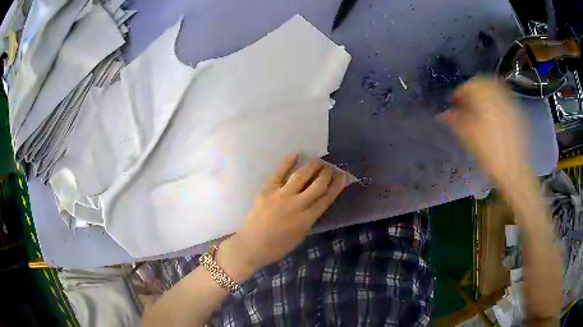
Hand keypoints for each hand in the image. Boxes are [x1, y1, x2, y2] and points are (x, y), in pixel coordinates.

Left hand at [224, 155, 347, 273]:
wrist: (251, 245)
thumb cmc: (276, 246)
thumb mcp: (299, 236)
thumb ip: (309, 219)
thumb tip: (315, 204)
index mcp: (306, 219)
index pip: (326, 199)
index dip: (336, 186)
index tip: (343, 176)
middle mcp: (297, 204)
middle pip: (317, 185)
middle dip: (326, 174)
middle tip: (330, 167)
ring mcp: (281, 195)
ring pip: (301, 175)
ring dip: (312, 166)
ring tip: (318, 160)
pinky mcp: (267, 189)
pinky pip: (279, 172)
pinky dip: (288, 162)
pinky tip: (295, 154)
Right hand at [441, 77, 530, 189]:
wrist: (516, 172)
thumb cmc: (491, 155)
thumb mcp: (469, 138)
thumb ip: (455, 121)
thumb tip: (442, 114)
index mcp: (485, 97)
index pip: (467, 87)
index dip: (458, 94)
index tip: (453, 105)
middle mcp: (499, 94)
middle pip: (482, 82)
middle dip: (472, 90)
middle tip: (466, 104)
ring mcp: (511, 102)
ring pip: (494, 87)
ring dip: (484, 93)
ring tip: (479, 108)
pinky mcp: (518, 112)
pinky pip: (504, 98)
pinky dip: (496, 100)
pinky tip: (494, 114)